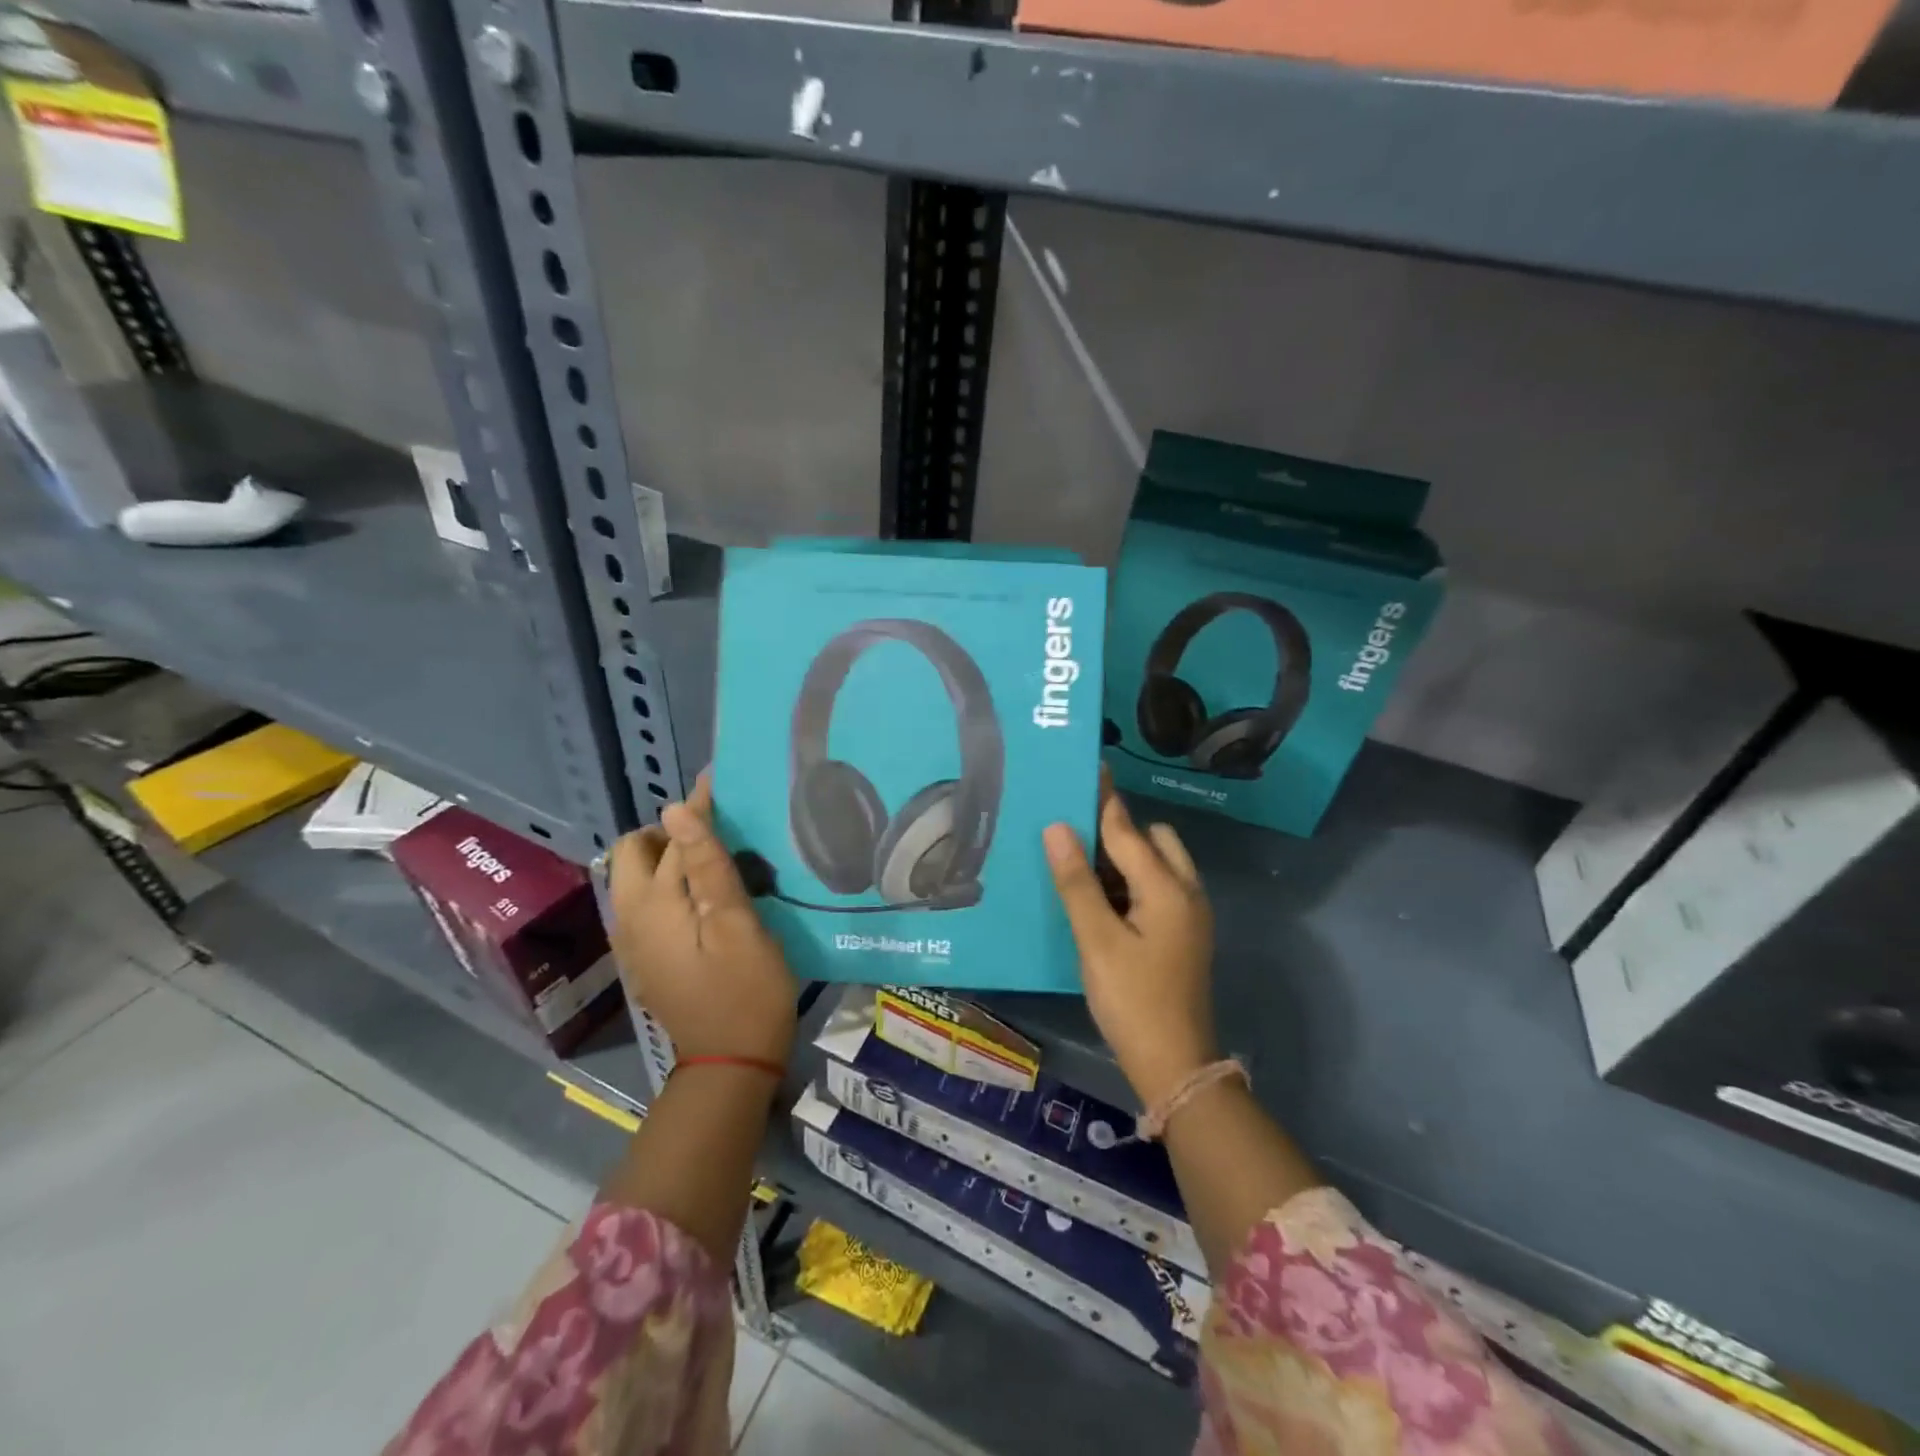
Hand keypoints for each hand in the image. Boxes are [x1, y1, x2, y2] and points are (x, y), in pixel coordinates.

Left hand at [607, 771, 797, 1067]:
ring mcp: (633, 940)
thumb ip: (707, 865)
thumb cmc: (746, 990)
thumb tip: (677, 810)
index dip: (698, 805)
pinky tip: (705, 894)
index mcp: (652, 904)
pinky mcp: (646, 956)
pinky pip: (647, 902)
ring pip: (638, 877)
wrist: (730, 1063)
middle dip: (671, 831)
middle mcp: (629, 917)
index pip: (672, 835)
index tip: (722, 780)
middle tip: (719, 831)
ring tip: (717, 857)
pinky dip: (670, 884)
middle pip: (635, 852)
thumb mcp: (736, 924)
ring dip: (670, 856)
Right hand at [1044, 785, 1216, 1109]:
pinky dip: (1131, 881)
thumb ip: (1077, 882)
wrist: (1175, 1064)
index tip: (1087, 768)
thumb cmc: (1133, 999)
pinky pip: (1157, 888)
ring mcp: (1189, 915)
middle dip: (1118, 830)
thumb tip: (1058, 827)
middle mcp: (1186, 892)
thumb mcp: (1097, 940)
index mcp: (1167, 888)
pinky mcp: (1183, 934)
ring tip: (1079, 862)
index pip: (1128, 830)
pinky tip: (1099, 897)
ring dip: (1124, 857)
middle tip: (1073, 835)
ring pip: (1157, 865)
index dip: (1104, 799)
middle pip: (1153, 840)